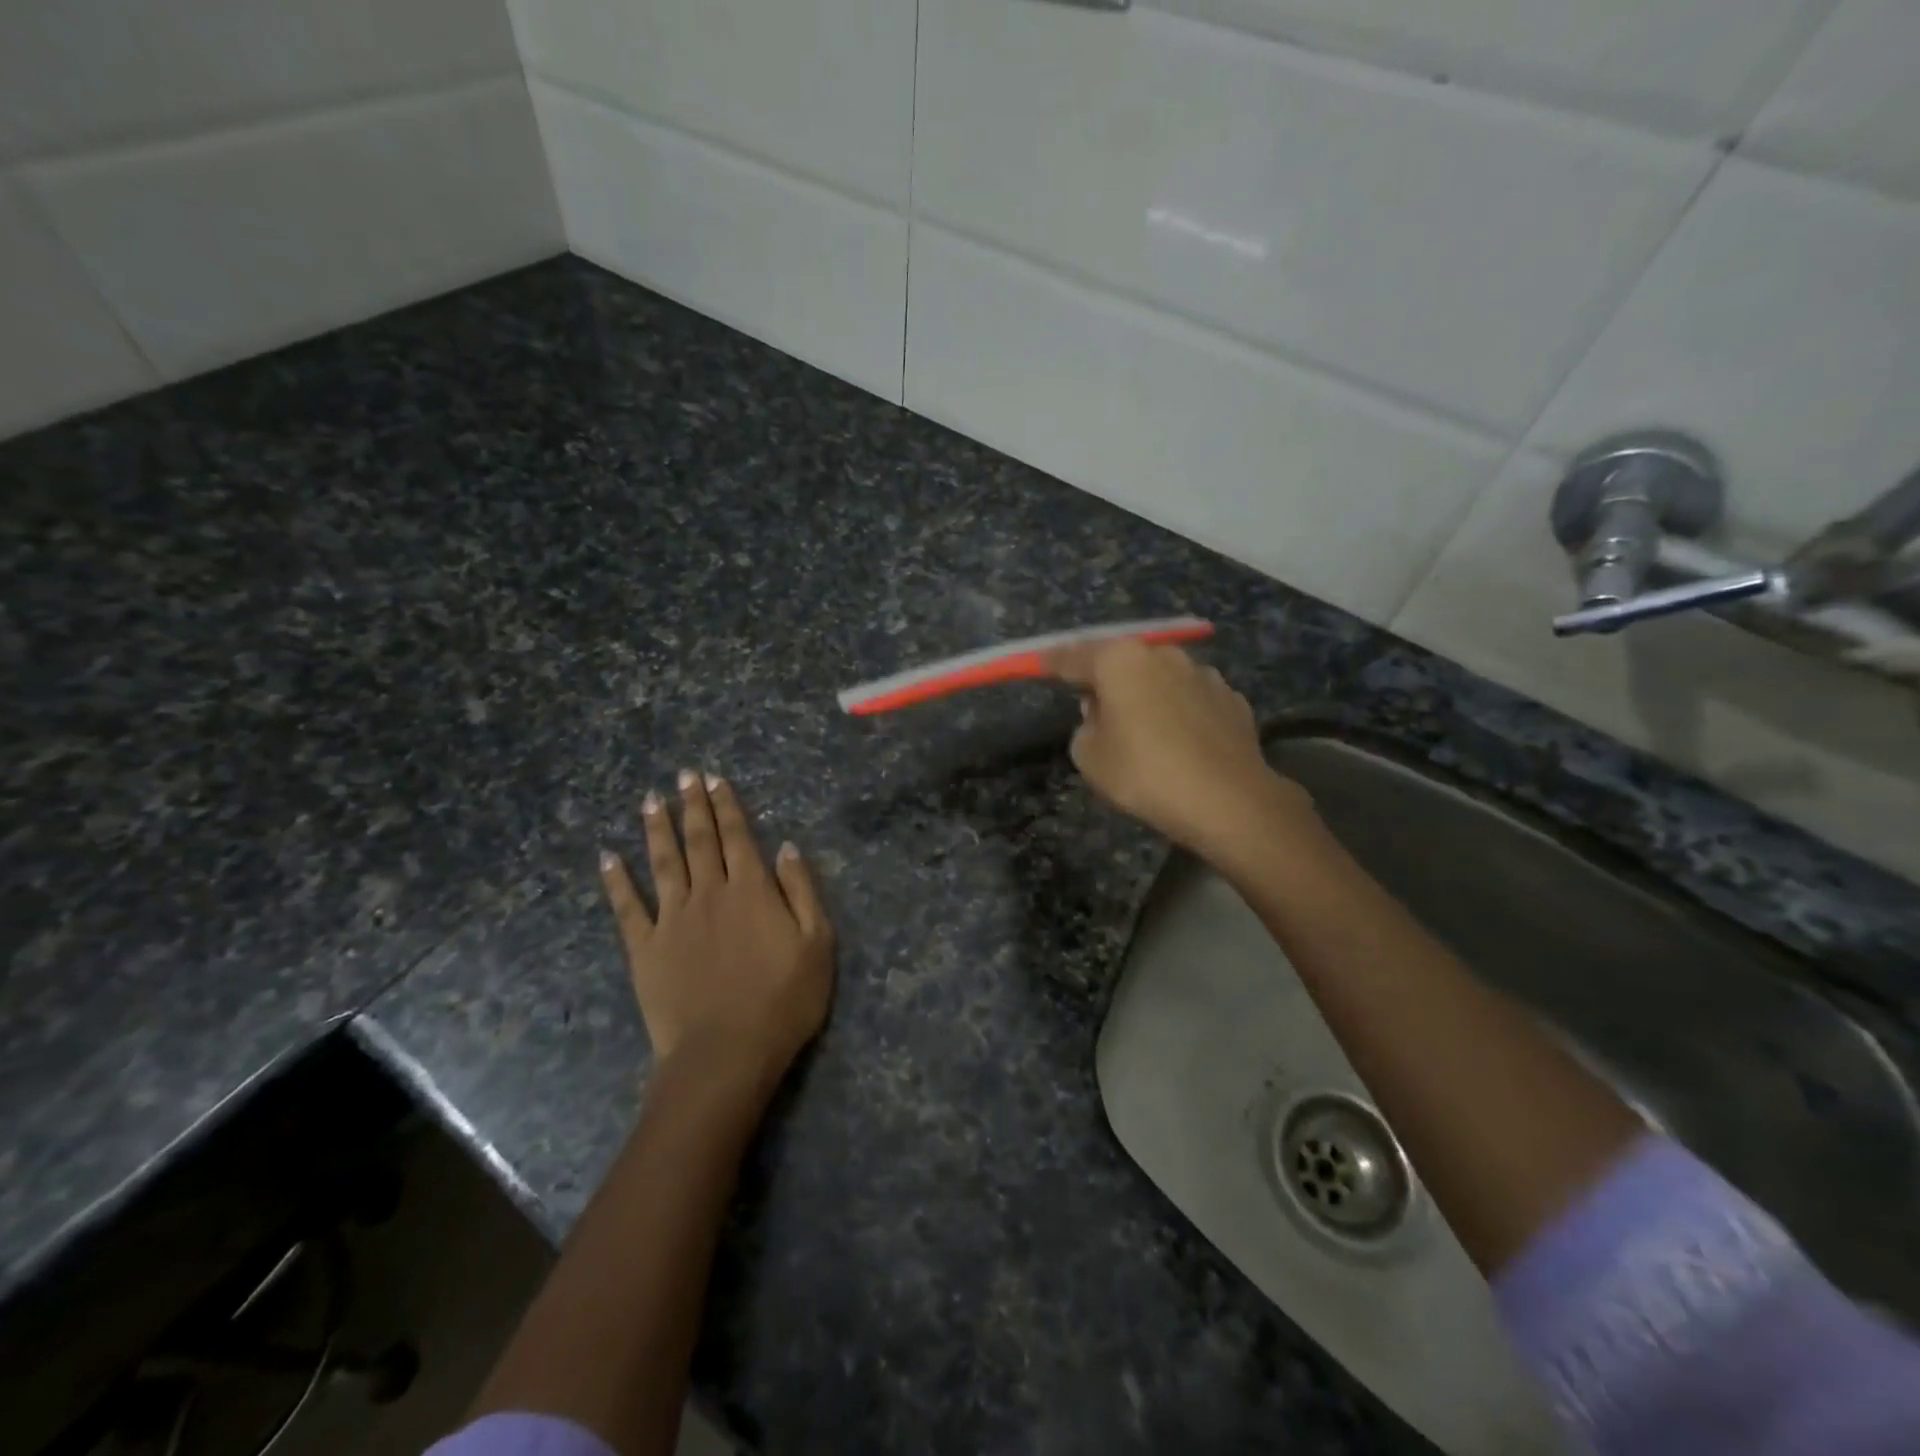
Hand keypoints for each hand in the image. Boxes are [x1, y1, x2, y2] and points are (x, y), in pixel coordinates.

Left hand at [600, 770, 833, 1090]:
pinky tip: (607, 858)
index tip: (715, 779)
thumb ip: (802, 891)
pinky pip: (627, 908)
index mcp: (751, 890)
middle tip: (683, 775)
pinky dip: (616, 881)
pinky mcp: (645, 949)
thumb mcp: (817, 943)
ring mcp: (672, 919)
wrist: (725, 1053)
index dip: (727, 806)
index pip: (738, 836)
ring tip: (650, 801)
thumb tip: (786, 847)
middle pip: (700, 840)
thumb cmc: (783, 1001)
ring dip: (657, 829)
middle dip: (693, 805)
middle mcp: (709, 893)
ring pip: (663, 863)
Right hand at [1047, 640, 1307, 860]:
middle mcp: (1163, 655)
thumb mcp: (1090, 757)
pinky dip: (1181, 713)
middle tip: (1096, 710)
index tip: (1040, 663)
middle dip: (1107, 680)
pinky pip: (1193, 700)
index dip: (1053, 662)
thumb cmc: (1145, 773)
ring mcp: (1204, 674)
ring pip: (1162, 679)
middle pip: (1123, 662)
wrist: (1228, 800)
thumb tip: (1101, 714)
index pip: (1074, 656)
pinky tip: (1182, 742)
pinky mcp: (1232, 699)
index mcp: (1120, 661)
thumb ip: (1085, 728)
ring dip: (1148, 695)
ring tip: (1144, 731)